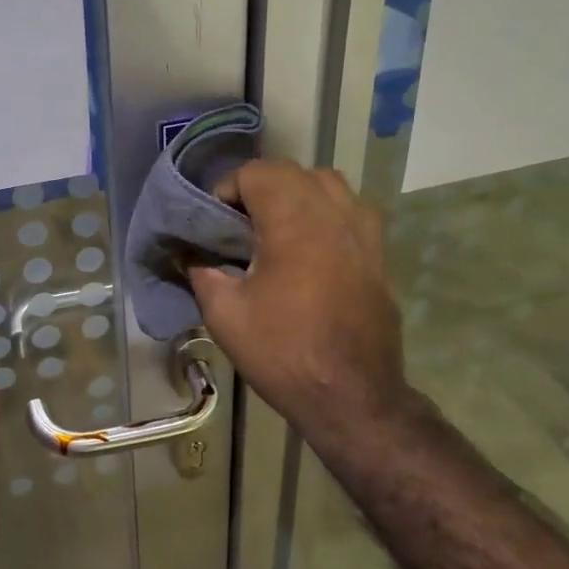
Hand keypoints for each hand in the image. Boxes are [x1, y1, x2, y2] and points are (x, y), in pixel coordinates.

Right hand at [188, 160, 411, 451]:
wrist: (353, 396)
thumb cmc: (284, 351)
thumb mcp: (224, 314)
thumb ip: (201, 272)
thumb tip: (189, 254)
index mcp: (294, 219)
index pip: (256, 172)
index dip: (226, 190)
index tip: (212, 223)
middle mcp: (334, 212)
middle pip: (291, 172)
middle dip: (258, 188)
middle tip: (236, 225)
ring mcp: (364, 231)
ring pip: (326, 184)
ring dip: (295, 194)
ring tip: (274, 228)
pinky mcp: (379, 253)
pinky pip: (349, 210)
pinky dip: (324, 213)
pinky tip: (308, 247)